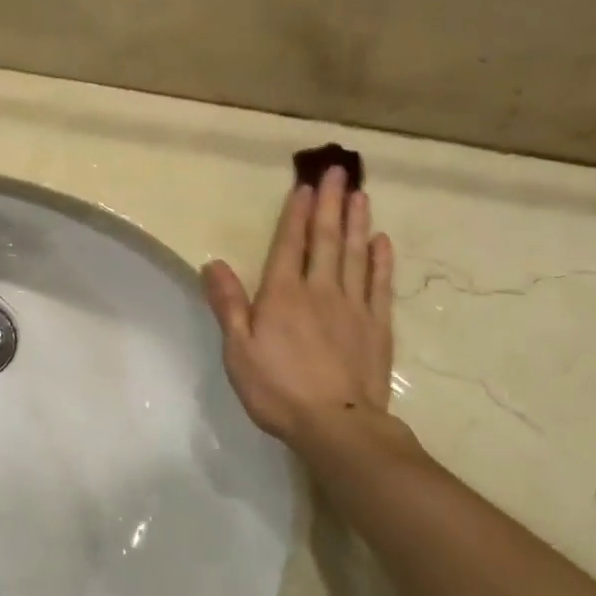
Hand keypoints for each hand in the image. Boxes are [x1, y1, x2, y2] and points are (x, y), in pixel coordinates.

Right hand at [202, 168, 411, 452]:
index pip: (290, 244)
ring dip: (357, 221)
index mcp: (283, 294)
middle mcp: (320, 290)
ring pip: (356, 254)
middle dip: (330, 203)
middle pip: (326, 239)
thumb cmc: (278, 389)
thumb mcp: (238, 350)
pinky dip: (381, 260)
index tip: (304, 185)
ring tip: (359, 194)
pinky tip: (382, 241)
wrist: (337, 424)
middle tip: (338, 171)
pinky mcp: (377, 326)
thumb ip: (229, 304)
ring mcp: (353, 306)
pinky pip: (380, 284)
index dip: (296, 214)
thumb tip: (213, 263)